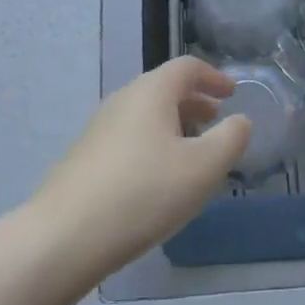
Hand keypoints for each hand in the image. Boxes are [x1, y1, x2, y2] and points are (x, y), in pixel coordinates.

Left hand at [31, 57, 248, 277]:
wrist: (64, 237)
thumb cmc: (144, 192)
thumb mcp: (203, 168)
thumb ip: (230, 139)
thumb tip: (239, 120)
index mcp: (151, 92)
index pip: (186, 67)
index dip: (213, 76)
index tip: (232, 93)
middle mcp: (122, 100)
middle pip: (163, 88)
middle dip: (194, 101)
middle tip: (216, 120)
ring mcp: (99, 128)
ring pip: (145, 114)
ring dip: (173, 124)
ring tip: (192, 153)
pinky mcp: (85, 157)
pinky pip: (129, 137)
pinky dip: (153, 144)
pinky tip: (159, 179)